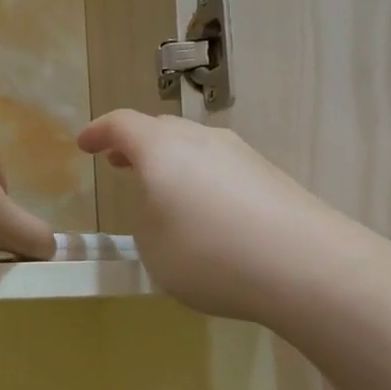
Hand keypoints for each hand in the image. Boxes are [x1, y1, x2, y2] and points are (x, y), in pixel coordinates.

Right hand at [79, 110, 337, 324]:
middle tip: (122, 163)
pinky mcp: (271, 176)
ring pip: (195, 147)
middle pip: (161, 129)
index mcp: (162, 148)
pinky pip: (223, 169)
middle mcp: (201, 140)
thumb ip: (147, 220)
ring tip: (165, 191)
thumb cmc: (209, 254)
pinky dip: (204, 181)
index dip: (99, 132)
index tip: (84, 144)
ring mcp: (241, 154)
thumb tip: (164, 208)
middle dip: (137, 144)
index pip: (121, 124)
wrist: (306, 265)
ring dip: (173, 163)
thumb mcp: (153, 248)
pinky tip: (210, 215)